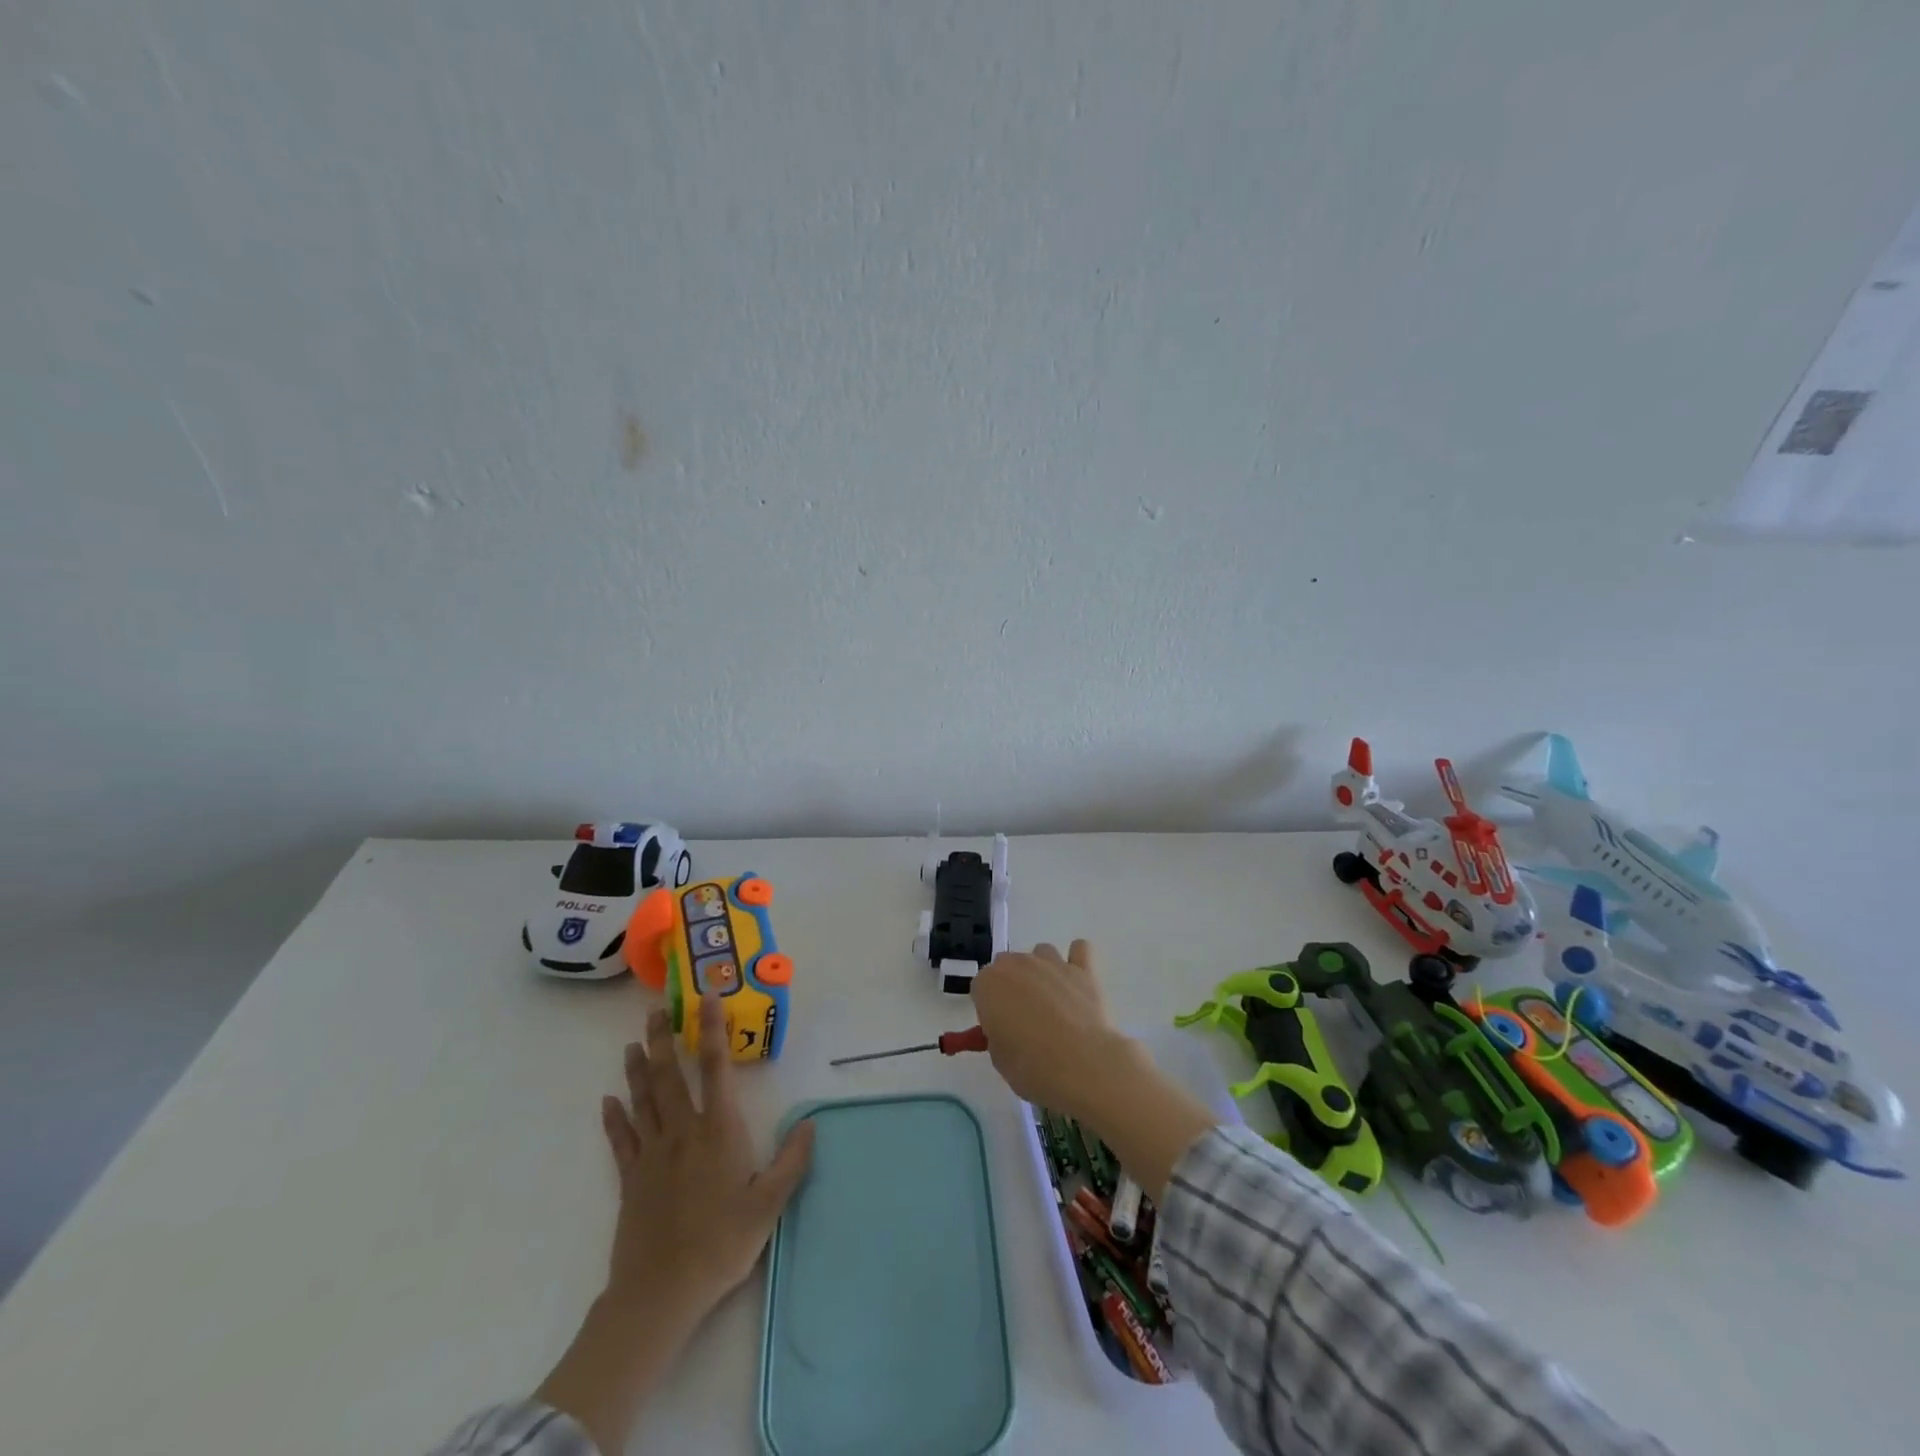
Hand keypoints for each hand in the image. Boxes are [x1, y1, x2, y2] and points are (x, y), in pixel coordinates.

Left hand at [600, 994, 814, 1321]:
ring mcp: (652, 1154)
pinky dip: (614, 1118)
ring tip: (632, 1043)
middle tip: (656, 1010)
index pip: (717, 1068)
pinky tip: (608, 1101)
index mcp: (719, 1131)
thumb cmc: (721, 1244)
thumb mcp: (769, 1205)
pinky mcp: (631, 1179)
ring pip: (644, 1100)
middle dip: (663, 1039)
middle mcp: (683, 1131)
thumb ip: (792, 1161)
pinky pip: (621, 1139)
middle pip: (670, 1075)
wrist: (661, 1293)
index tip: (708, 999)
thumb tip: (811, 1123)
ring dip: (637, 1069)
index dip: (713, 1029)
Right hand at [970, 940, 1143, 1123]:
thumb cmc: (1032, 1067)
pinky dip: (1077, 959)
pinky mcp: (1083, 969)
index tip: (999, 1029)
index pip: (980, 987)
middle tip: (1023, 1019)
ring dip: (1042, 970)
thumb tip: (1007, 1029)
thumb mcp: (999, 1058)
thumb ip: (997, 1034)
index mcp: (989, 984)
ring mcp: (1051, 963)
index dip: (989, 1009)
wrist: (1082, 1065)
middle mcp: (1017, 964)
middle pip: (1008, 965)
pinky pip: (1079, 949)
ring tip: (1053, 1000)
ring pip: (1041, 953)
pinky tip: (1077, 980)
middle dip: (1012, 986)